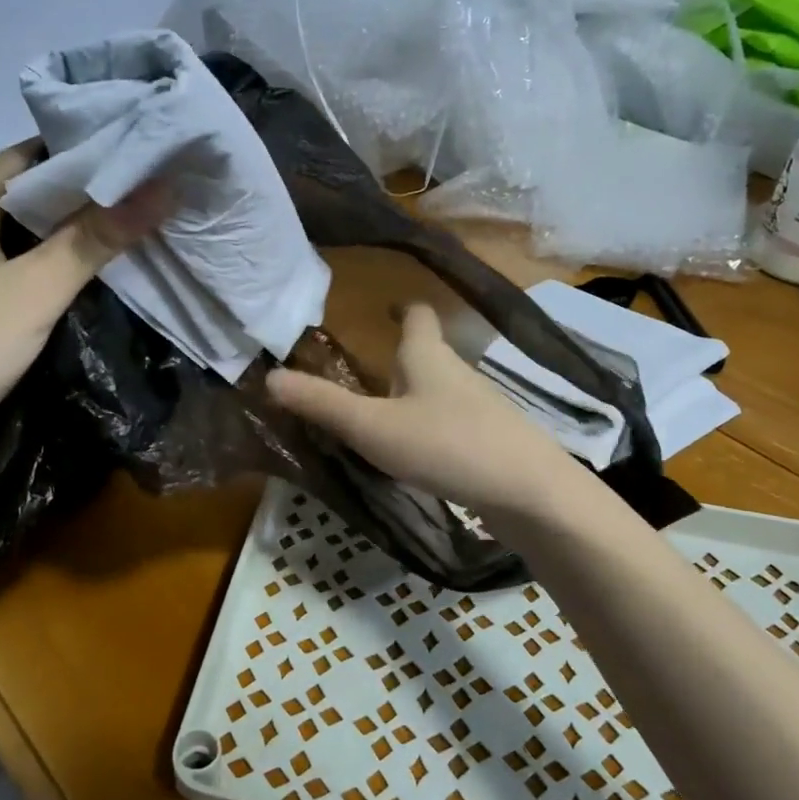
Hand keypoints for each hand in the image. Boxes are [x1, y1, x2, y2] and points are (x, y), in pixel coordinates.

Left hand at [0, 142, 161, 476]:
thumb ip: (95, 239)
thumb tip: (163, 188)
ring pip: (31, 233)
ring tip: (147, 229)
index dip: (100, 153)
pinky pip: (20, 266)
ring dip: (81, 234)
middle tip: (164, 196)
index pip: (42, 152)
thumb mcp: (33, 292)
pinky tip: (99, 276)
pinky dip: (58, 266)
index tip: (157, 158)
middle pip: (38, 192)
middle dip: (98, 196)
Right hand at [265, 303, 585, 522]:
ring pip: (438, 391)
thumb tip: (269, 377)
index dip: (401, 309)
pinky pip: (450, 423)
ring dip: (411, 396)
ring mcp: (478, 407)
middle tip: (361, 375)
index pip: (417, 315)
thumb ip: (322, 404)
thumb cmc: (447, 444)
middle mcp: (456, 373)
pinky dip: (428, 428)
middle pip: (426, 355)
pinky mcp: (490, 440)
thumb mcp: (373, 427)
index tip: (385, 309)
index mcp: (427, 356)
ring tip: (379, 417)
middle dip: (397, 360)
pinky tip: (415, 455)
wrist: (529, 490)